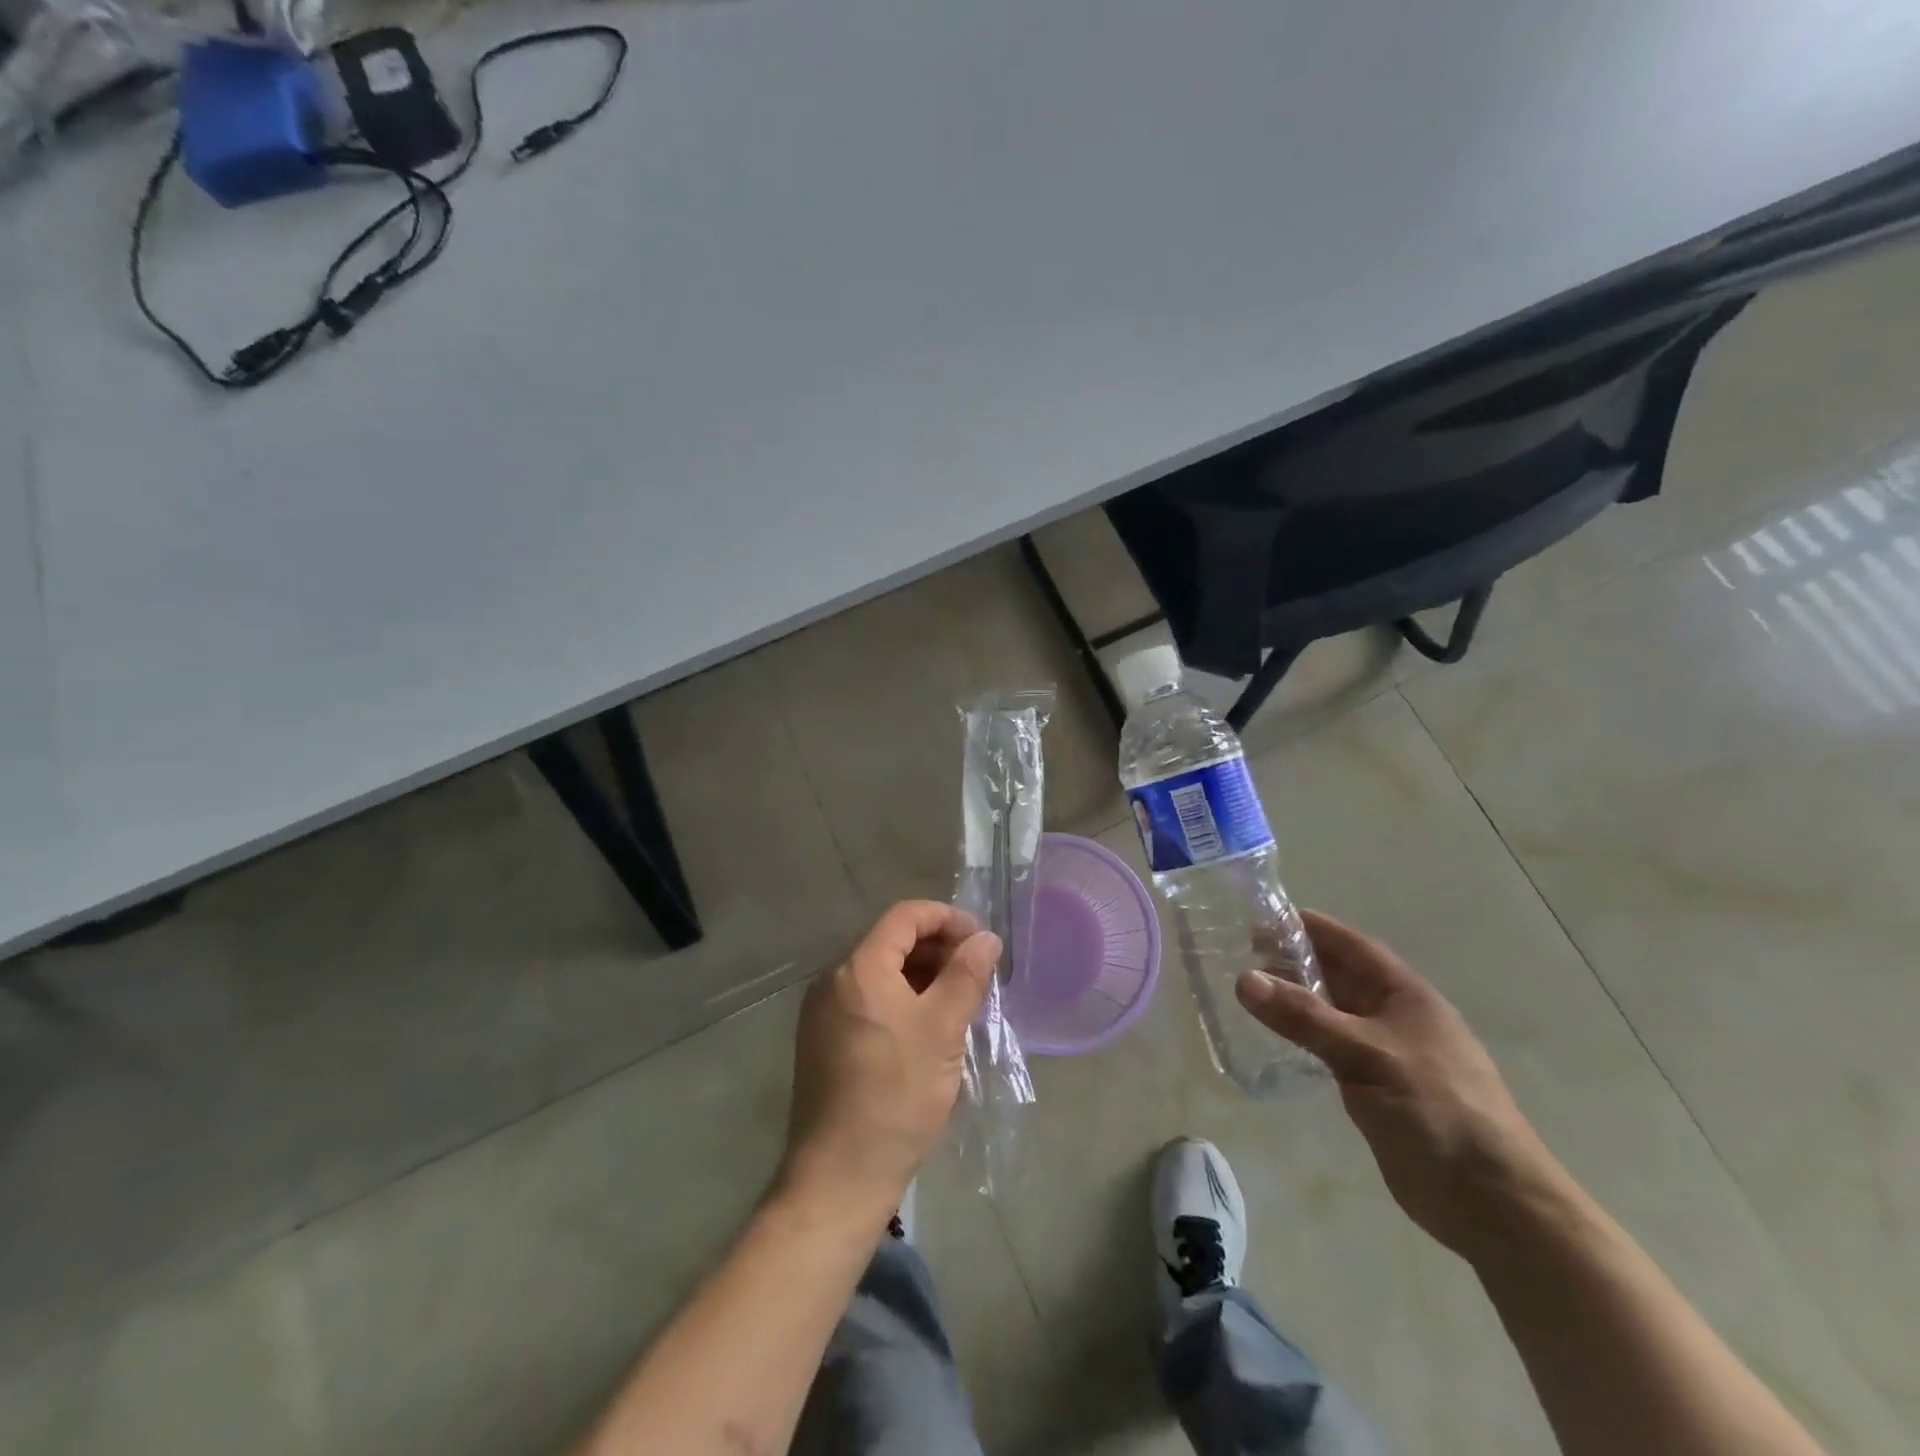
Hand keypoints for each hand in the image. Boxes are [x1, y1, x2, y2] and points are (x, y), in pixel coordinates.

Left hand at [778, 901, 1001, 1224]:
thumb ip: (965, 975)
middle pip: (891, 941)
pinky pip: (867, 999)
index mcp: (858, 968)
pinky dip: (900, 999)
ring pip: (880, 972)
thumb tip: (986, 937)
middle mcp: (833, 979)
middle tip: (975, 976)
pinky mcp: (823, 1040)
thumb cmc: (896, 1096)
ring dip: (921, 976)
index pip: (905, 916)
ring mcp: (823, 1011)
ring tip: (958, 1002)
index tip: (981, 943)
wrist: (839, 1176)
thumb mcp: (942, 1030)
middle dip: (937, 948)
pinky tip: (927, 1028)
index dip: (947, 918)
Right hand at [1236, 910, 1561, 1259]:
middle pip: (1338, 976)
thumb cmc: (1437, 1110)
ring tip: (1247, 990)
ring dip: (1295, 999)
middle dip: (1295, 961)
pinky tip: (1272, 1038)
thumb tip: (1244, 979)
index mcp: (1406, 996)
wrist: (1491, 1202)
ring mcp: (1386, 1054)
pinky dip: (1302, 1036)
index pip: (1352, 946)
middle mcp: (1395, 1017)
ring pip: (1332, 1013)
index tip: (1265, 915)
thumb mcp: (1367, 1054)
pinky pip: (1330, 1048)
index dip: (1312, 927)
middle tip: (1241, 952)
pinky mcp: (1375, 1089)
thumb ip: (1304, 1016)